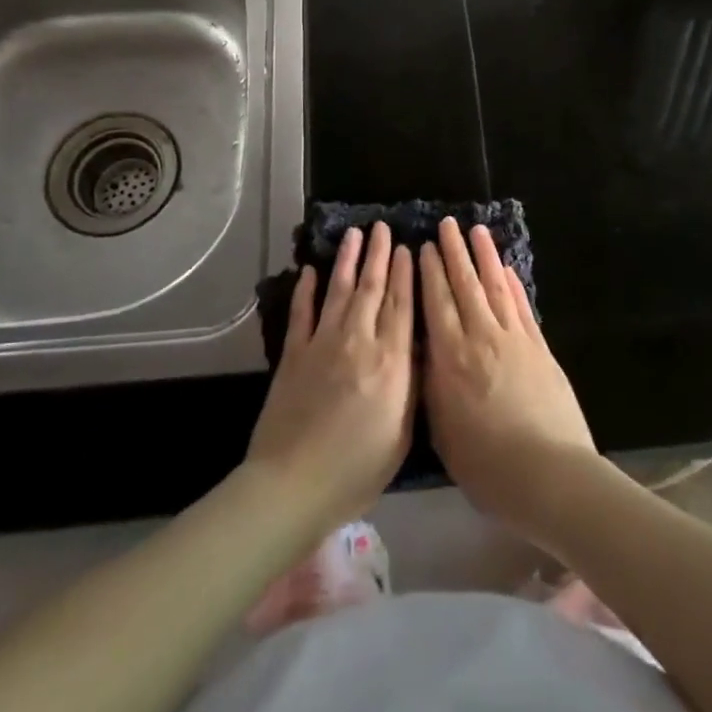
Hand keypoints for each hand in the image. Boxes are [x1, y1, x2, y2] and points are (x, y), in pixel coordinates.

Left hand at [244, 223, 414, 534]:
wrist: (294, 484)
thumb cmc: (357, 468)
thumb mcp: (402, 431)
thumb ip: (411, 384)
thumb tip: (417, 346)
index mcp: (390, 360)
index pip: (401, 305)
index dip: (405, 273)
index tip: (408, 247)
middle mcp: (359, 340)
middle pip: (372, 288)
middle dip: (379, 255)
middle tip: (382, 227)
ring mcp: (323, 343)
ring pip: (339, 290)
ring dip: (347, 260)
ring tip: (354, 234)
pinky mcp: (294, 353)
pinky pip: (302, 312)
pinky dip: (306, 290)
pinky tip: (309, 271)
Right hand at [420, 217, 596, 538]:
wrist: (550, 475)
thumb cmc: (487, 465)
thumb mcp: (443, 430)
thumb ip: (433, 385)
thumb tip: (426, 351)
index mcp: (451, 358)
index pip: (436, 303)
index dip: (430, 272)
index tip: (425, 246)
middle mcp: (481, 337)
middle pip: (465, 285)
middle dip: (454, 252)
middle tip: (448, 224)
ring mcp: (514, 338)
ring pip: (495, 286)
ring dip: (485, 256)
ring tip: (477, 231)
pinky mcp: (540, 347)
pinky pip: (522, 306)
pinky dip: (513, 284)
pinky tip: (507, 269)